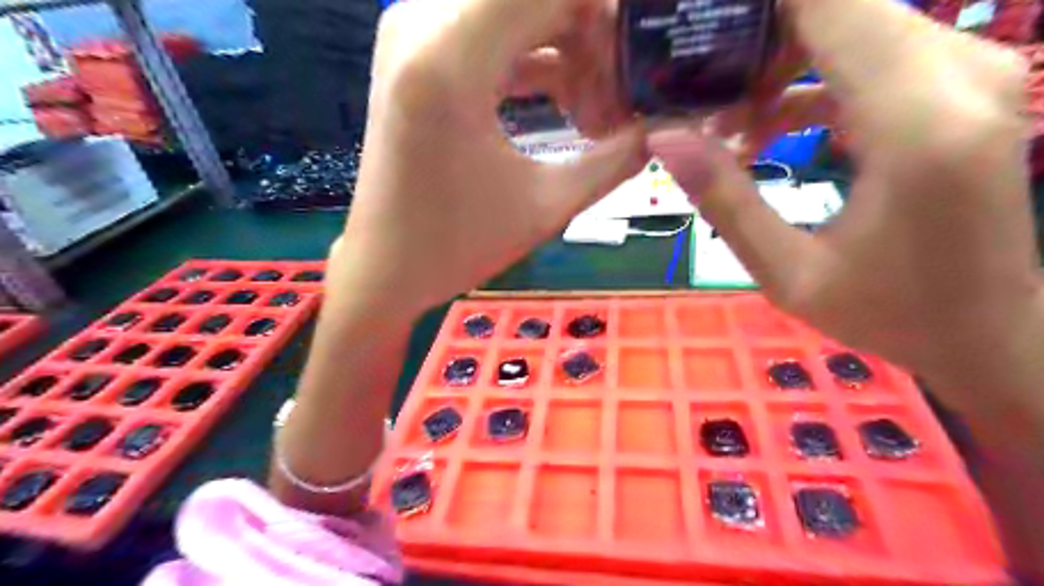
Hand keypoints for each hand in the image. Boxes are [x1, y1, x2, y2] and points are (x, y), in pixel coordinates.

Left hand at [330, 0, 650, 316]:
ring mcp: (414, 34)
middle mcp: (422, 23)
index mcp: (450, 59)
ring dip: (569, 53)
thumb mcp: (548, 204)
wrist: (387, 267)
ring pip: (517, 12)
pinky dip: (537, 63)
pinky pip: (494, 35)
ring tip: (597, 116)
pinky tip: (567, 107)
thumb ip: (618, 156)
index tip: (644, 60)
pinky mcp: (419, 55)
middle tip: (623, 101)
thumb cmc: (458, 245)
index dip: (609, 14)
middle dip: (594, 40)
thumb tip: (667, 124)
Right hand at [650, 0, 1034, 401]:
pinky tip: (767, 125)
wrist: (990, 332)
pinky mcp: (965, 85)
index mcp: (917, 126)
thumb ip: (724, 199)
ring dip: (779, 58)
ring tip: (723, 115)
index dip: (754, 8)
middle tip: (693, 85)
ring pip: (854, 22)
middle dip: (756, 35)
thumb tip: (662, 136)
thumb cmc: (888, 314)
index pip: (829, 6)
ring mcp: (974, 71)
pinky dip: (811, 75)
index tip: (691, 29)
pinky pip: (873, 51)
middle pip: (839, 5)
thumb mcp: (787, 272)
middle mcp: (961, 74)